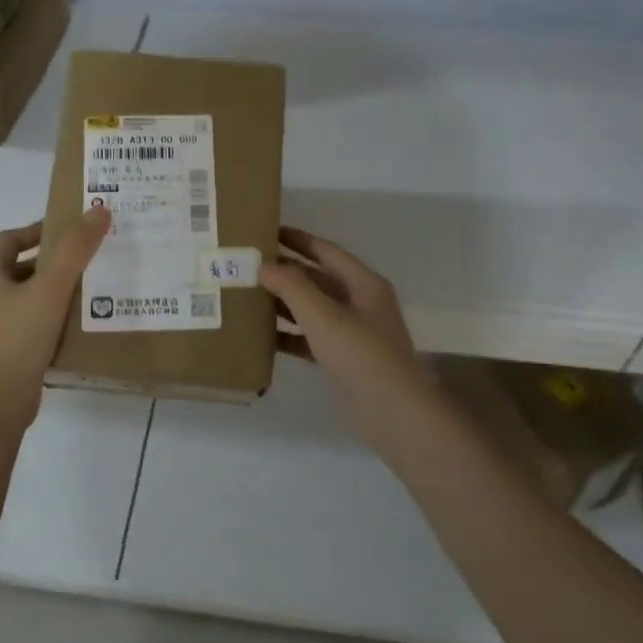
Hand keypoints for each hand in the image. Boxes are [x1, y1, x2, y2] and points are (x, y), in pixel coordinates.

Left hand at [0, 206, 111, 414]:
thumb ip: (76, 250)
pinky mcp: (13, 352)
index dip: (37, 230)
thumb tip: (99, 210)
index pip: (10, 239)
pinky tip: (83, 324)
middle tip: (90, 258)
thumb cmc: (19, 336)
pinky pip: (38, 325)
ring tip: (94, 289)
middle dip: (54, 262)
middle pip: (23, 268)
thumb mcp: (51, 287)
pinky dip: (58, 319)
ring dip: (58, 291)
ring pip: (32, 298)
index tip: (70, 230)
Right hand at [261, 227, 418, 387]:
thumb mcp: (323, 316)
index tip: (266, 232)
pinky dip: (290, 335)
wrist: (393, 411)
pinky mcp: (344, 359)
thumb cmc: (360, 354)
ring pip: (313, 309)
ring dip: (284, 303)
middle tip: (249, 265)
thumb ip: (292, 287)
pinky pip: (311, 338)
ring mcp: (354, 332)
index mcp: (364, 284)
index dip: (297, 239)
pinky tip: (263, 336)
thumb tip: (264, 266)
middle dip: (286, 272)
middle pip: (318, 279)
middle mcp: (361, 303)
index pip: (326, 251)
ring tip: (249, 296)